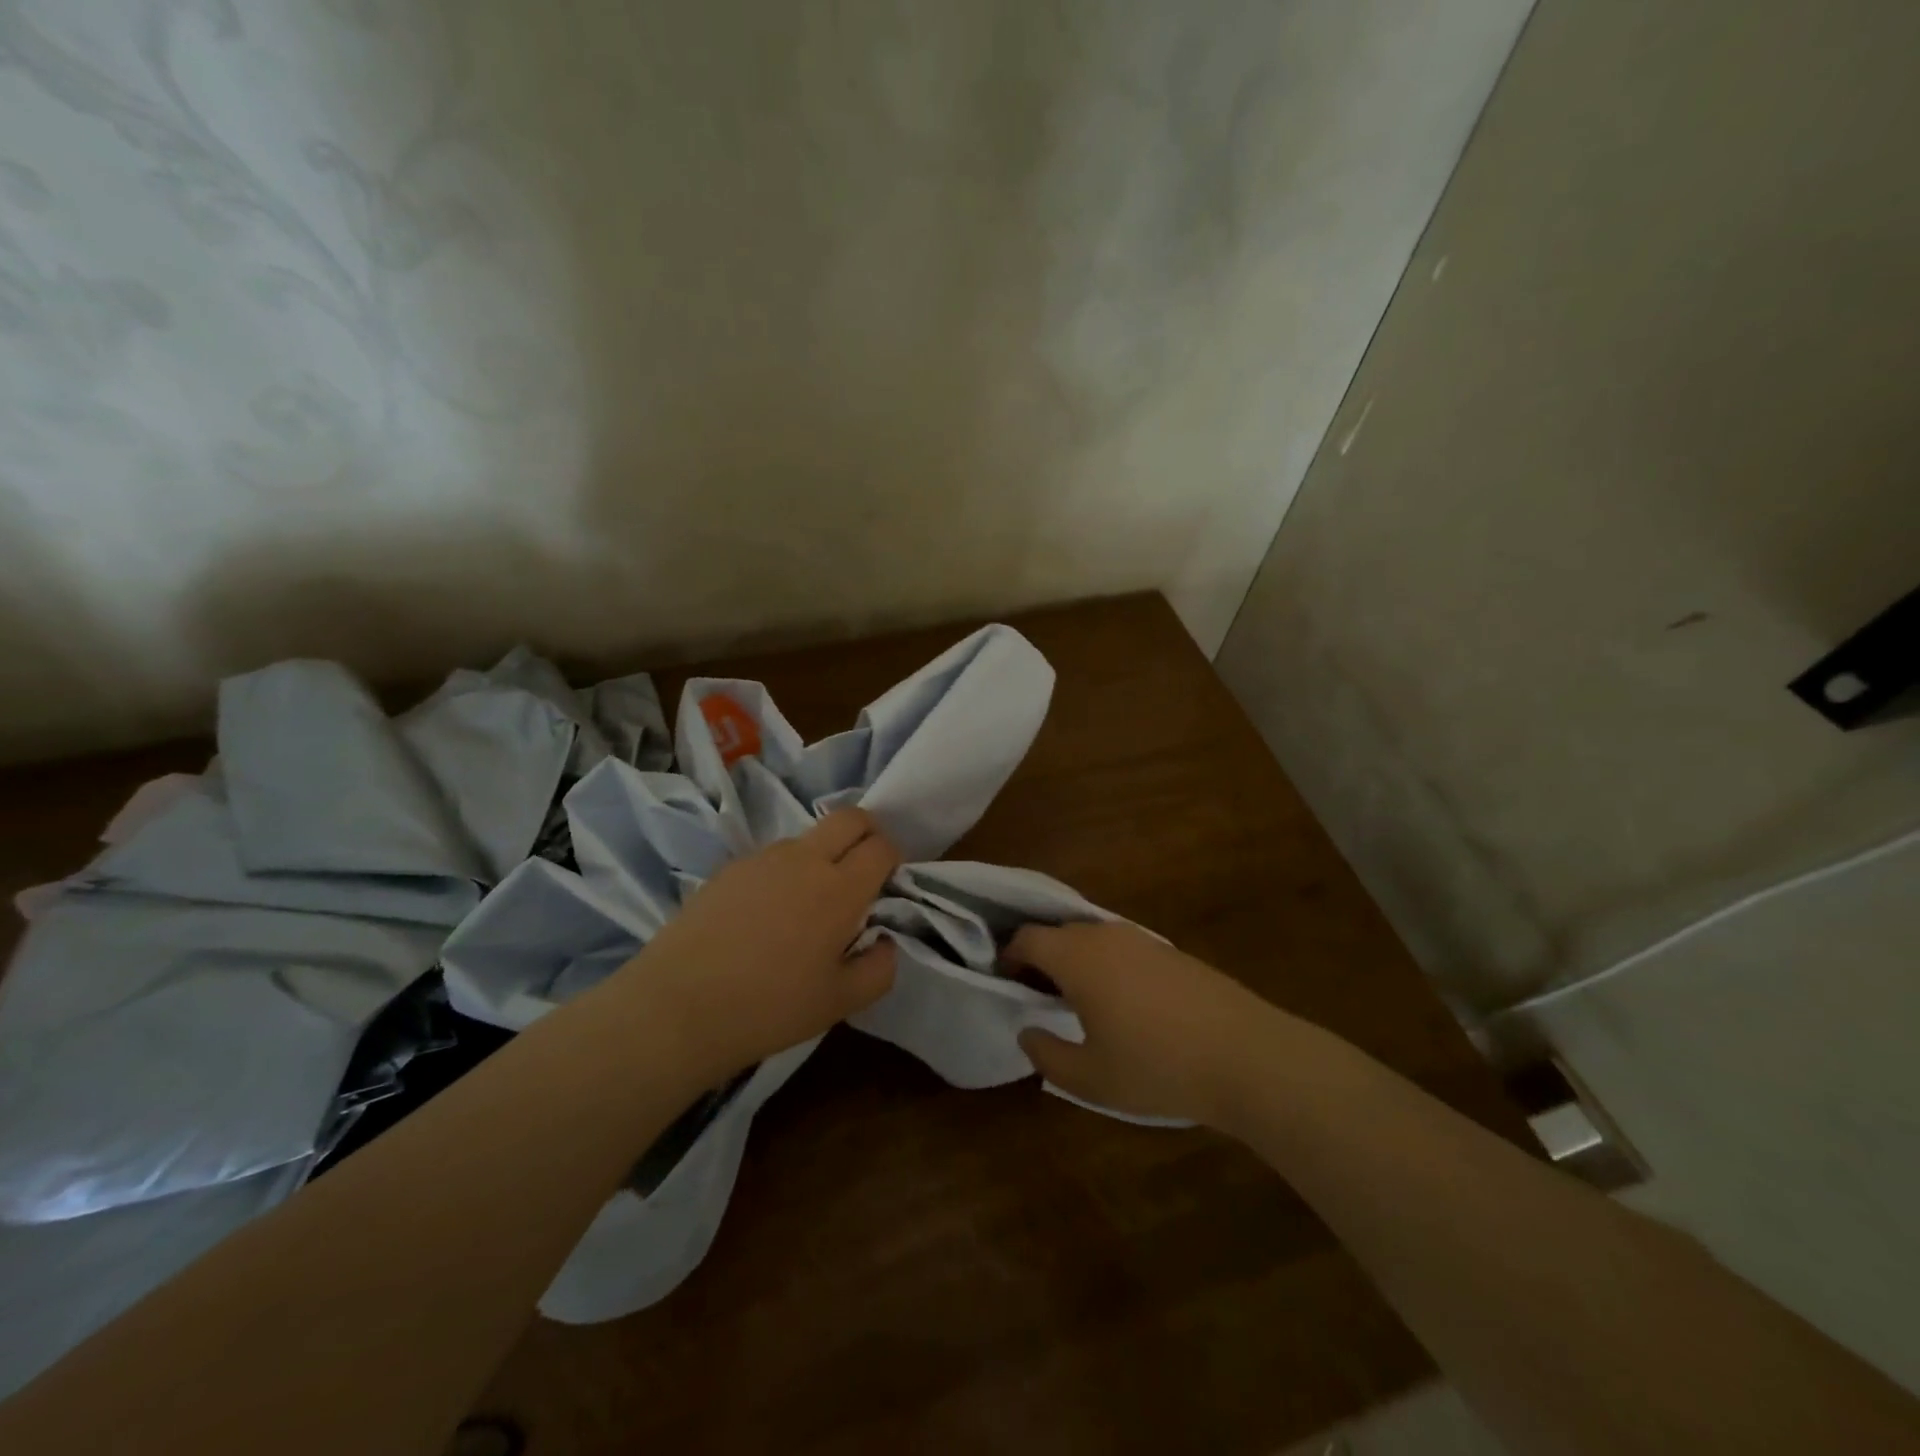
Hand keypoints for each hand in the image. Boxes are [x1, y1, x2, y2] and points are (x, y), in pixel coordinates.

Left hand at [612, 808, 900, 1083]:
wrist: (679, 1007)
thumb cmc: (770, 1007)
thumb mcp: (840, 1003)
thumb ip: (879, 969)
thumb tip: (885, 941)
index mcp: (840, 889)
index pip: (881, 847)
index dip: (892, 857)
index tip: (887, 881)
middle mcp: (805, 860)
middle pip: (849, 817)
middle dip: (867, 831)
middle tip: (863, 867)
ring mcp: (763, 859)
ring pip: (808, 836)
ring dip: (823, 853)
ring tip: (808, 902)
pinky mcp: (730, 868)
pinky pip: (772, 856)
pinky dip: (785, 871)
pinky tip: (766, 914)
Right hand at [1010, 922, 1284, 1126]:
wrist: (1245, 1055)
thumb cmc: (1156, 1066)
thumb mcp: (1090, 1078)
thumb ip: (1048, 1055)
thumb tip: (1028, 1032)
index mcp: (1077, 957)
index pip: (1028, 938)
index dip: (1009, 955)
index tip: (1005, 981)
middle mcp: (1105, 936)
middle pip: (1058, 933)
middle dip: (1040, 958)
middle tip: (1036, 995)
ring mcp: (1142, 939)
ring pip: (1092, 939)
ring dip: (1075, 961)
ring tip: (1077, 1001)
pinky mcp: (1171, 952)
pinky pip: (1122, 948)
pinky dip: (1107, 965)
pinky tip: (1123, 1003)